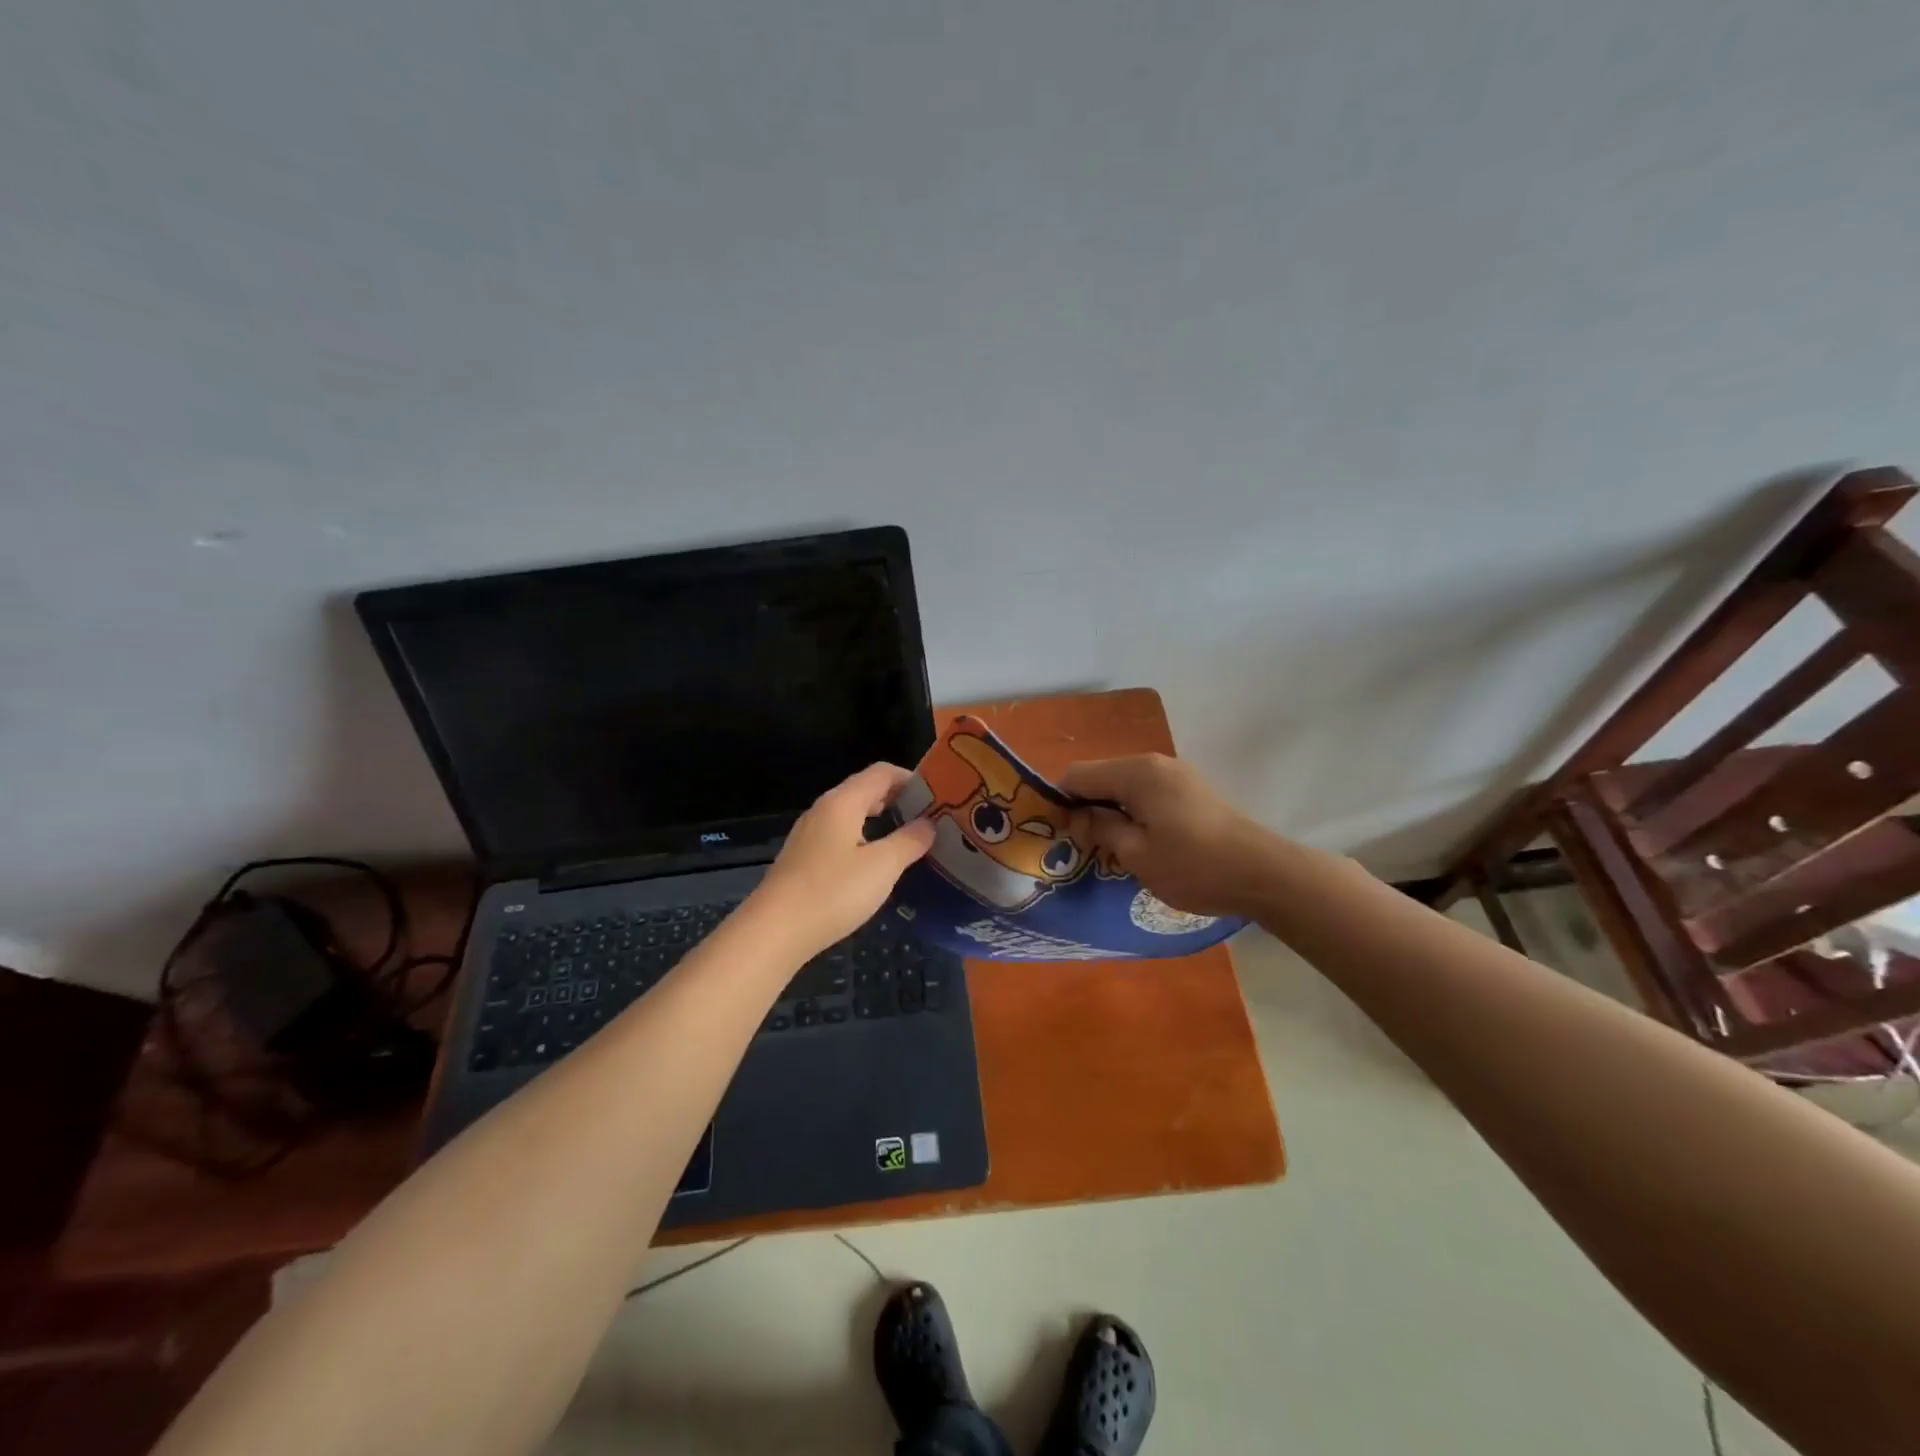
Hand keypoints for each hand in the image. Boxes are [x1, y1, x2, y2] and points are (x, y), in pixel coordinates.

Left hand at [747, 763, 936, 960]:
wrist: (774, 931)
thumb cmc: (833, 892)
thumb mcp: (882, 866)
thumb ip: (910, 841)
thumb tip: (930, 823)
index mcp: (843, 802)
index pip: (882, 772)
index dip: (912, 778)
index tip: (939, 796)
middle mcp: (824, 810)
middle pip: (866, 790)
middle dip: (899, 799)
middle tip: (930, 818)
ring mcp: (810, 834)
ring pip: (852, 814)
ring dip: (882, 820)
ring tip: (909, 839)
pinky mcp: (803, 858)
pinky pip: (841, 835)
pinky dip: (864, 838)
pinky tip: (876, 863)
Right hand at [1061, 754, 1284, 919]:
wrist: (1262, 873)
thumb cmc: (1192, 865)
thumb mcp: (1136, 854)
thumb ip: (1101, 828)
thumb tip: (1079, 816)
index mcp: (1135, 772)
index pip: (1078, 775)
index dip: (1060, 802)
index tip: (1062, 835)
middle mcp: (1154, 763)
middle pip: (1101, 777)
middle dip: (1086, 808)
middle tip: (1087, 848)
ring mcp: (1176, 774)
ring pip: (1124, 786)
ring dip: (1111, 812)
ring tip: (1113, 849)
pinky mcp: (1191, 790)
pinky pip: (1147, 794)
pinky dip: (1134, 812)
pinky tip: (1142, 842)